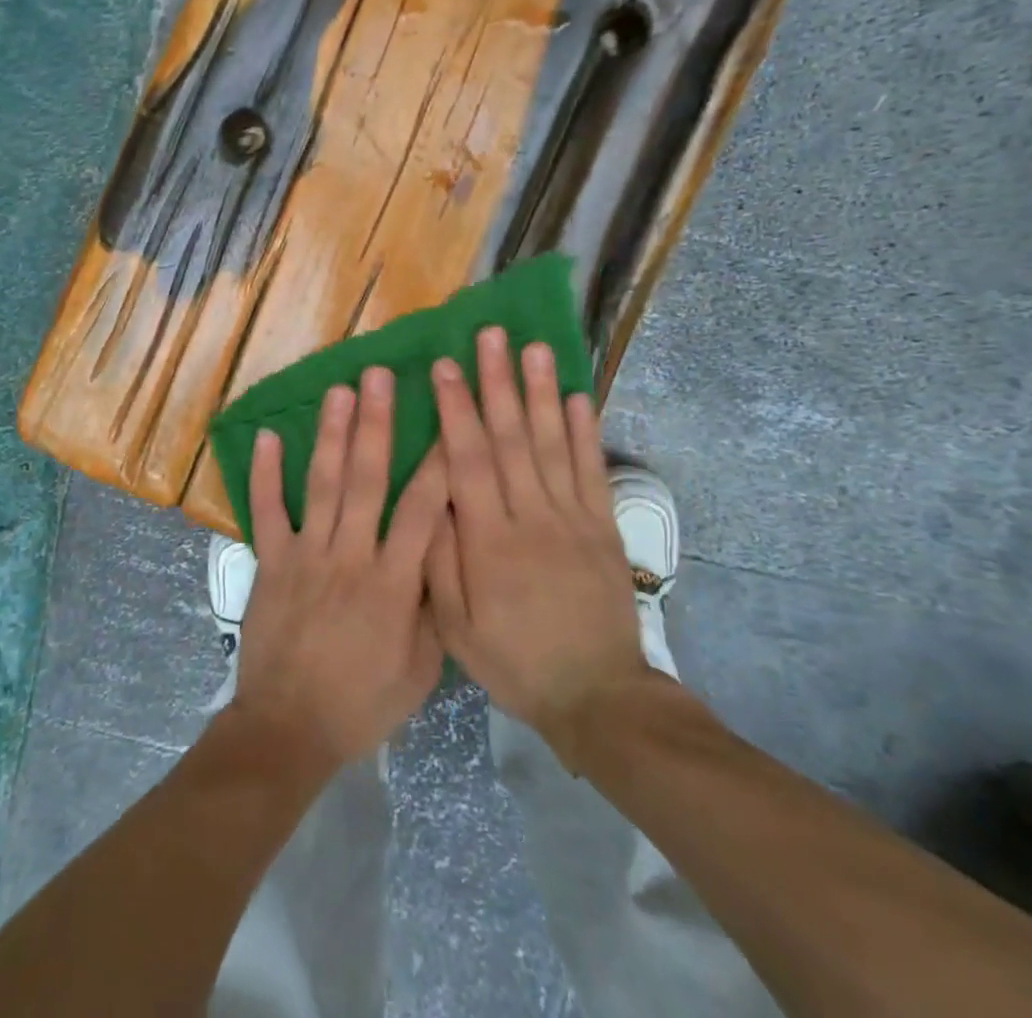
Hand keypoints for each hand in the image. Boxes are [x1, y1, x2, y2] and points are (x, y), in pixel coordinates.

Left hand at [232, 368, 448, 771]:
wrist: (289, 731)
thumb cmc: (361, 704)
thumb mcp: (420, 671)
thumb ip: (434, 609)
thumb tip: (444, 556)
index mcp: (394, 584)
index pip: (422, 510)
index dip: (438, 462)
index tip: (448, 417)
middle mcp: (351, 557)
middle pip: (368, 480)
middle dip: (377, 424)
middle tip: (381, 376)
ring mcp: (306, 556)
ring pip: (323, 485)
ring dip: (332, 434)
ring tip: (340, 390)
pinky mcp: (271, 563)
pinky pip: (267, 512)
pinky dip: (266, 475)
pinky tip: (270, 437)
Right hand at [426, 328, 648, 750]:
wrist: (595, 695)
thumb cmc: (513, 659)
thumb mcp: (456, 626)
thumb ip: (438, 560)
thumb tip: (428, 496)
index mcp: (489, 540)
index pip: (467, 460)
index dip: (454, 409)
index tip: (444, 366)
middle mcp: (532, 517)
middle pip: (511, 438)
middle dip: (498, 382)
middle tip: (490, 335)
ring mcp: (573, 518)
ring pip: (553, 444)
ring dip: (542, 392)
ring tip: (534, 348)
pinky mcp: (603, 527)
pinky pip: (592, 471)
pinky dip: (586, 432)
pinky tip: (578, 396)